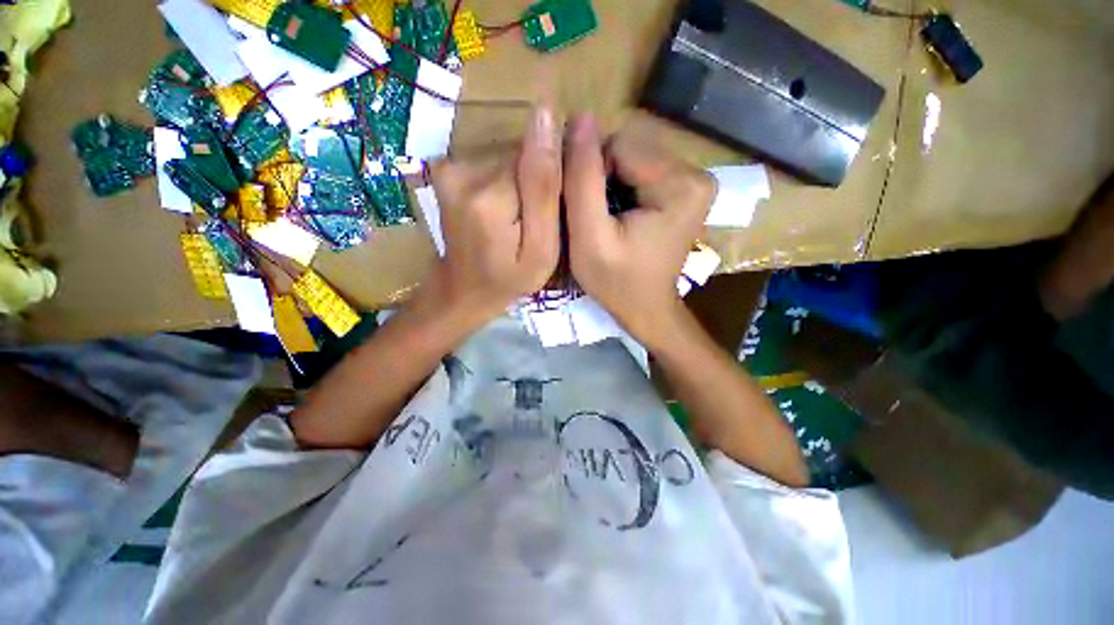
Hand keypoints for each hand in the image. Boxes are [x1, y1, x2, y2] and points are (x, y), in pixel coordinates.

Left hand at [418, 106, 562, 328]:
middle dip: (535, 181)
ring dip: (519, 182)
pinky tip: (501, 209)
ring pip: (507, 156)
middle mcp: (464, 171)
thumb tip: (546, 115)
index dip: (553, 177)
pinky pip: (492, 161)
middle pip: (520, 153)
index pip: (538, 155)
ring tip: (517, 217)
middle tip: (533, 220)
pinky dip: (503, 181)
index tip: (553, 208)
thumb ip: (545, 189)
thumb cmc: (509, 278)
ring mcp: (449, 167)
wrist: (464, 288)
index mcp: (491, 196)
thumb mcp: (541, 249)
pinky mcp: (446, 169)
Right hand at [564, 114, 714, 347]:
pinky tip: (620, 217)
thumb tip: (580, 118)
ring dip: (610, 185)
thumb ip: (581, 180)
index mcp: (680, 184)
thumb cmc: (616, 282)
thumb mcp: (589, 237)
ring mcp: (695, 180)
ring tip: (607, 220)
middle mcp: (696, 173)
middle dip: (602, 179)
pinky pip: (642, 171)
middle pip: (628, 149)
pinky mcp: (686, 189)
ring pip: (632, 158)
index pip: (619, 145)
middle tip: (596, 219)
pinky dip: (623, 190)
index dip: (591, 174)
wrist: (646, 308)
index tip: (587, 211)